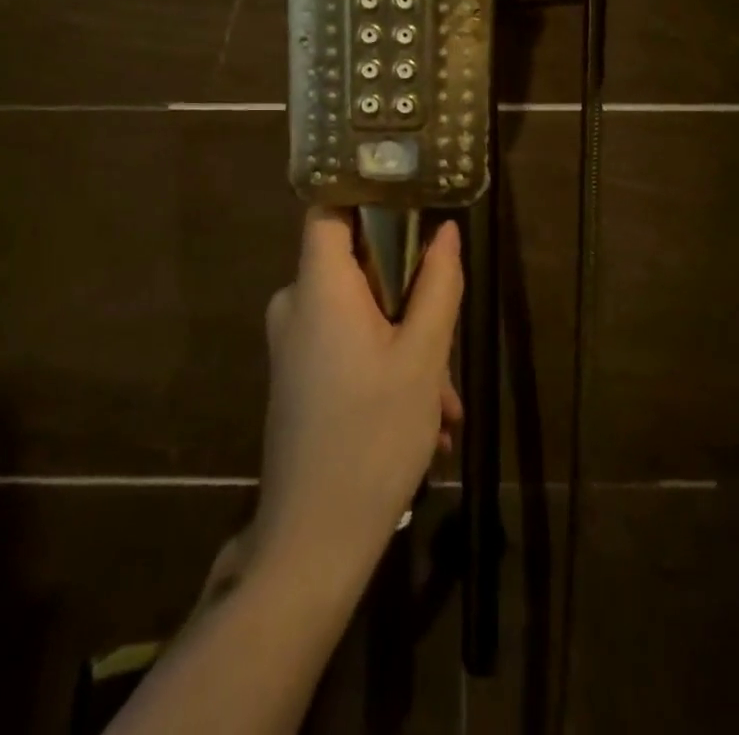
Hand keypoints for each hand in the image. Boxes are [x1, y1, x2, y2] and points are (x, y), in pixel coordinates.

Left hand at [249, 209, 463, 596]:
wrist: (313, 542)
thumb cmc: (372, 436)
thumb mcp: (422, 358)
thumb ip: (437, 286)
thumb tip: (446, 232)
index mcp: (318, 287)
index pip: (328, 208)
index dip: (367, 196)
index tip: (412, 207)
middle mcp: (295, 304)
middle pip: (356, 267)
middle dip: (409, 298)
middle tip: (446, 343)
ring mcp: (292, 343)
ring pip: (359, 314)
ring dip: (405, 345)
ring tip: (442, 404)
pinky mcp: (296, 375)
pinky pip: (345, 345)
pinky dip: (383, 365)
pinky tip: (422, 418)